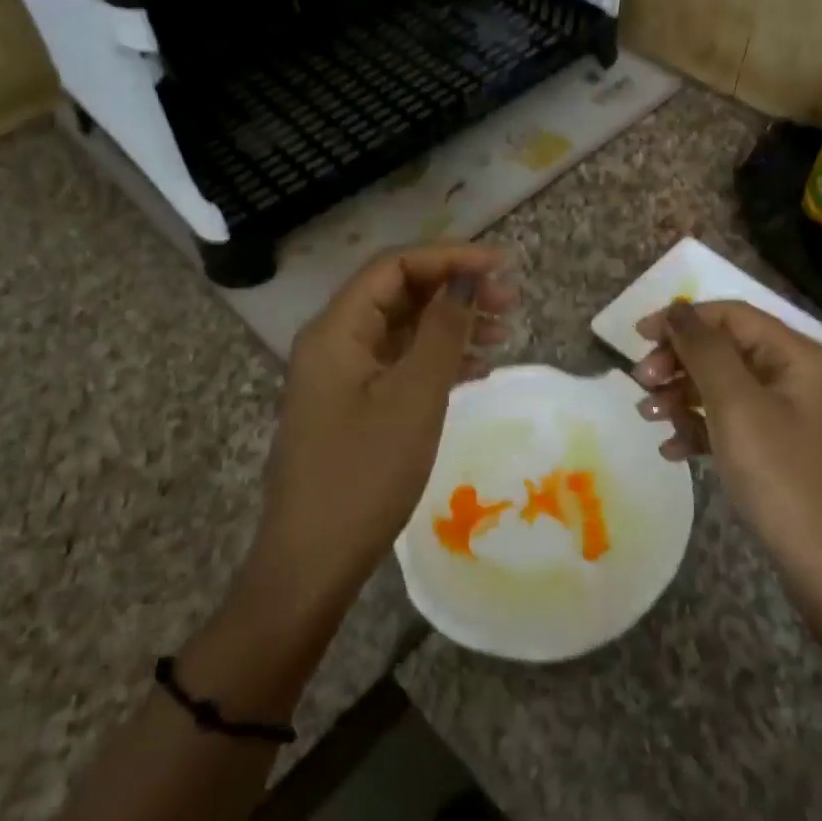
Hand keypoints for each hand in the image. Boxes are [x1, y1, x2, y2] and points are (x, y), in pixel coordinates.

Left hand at [246, 245, 516, 613]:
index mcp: (337, 329)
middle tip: (509, 302)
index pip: (395, 267)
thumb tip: (467, 278)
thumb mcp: (414, 397)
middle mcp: (334, 341)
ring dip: (450, 324)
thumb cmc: (364, 474)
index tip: (502, 267)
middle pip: (398, 293)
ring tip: (503, 332)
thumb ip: (443, 330)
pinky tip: (475, 367)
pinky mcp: (352, 405)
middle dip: (454, 290)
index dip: (450, 258)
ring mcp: (341, 375)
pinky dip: (436, 358)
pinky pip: (398, 363)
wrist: (313, 562)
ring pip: (401, 328)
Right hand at [633, 300, 821, 608]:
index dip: (682, 320)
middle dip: (678, 362)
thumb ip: (704, 350)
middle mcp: (795, 376)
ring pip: (721, 386)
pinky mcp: (776, 447)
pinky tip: (672, 450)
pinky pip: (729, 422)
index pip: (731, 316)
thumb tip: (678, 308)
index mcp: (797, 355)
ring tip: (649, 417)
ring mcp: (787, 413)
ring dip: (680, 396)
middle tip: (641, 385)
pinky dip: (698, 429)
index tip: (637, 339)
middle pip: (724, 349)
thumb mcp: (736, 406)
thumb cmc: (781, 476)